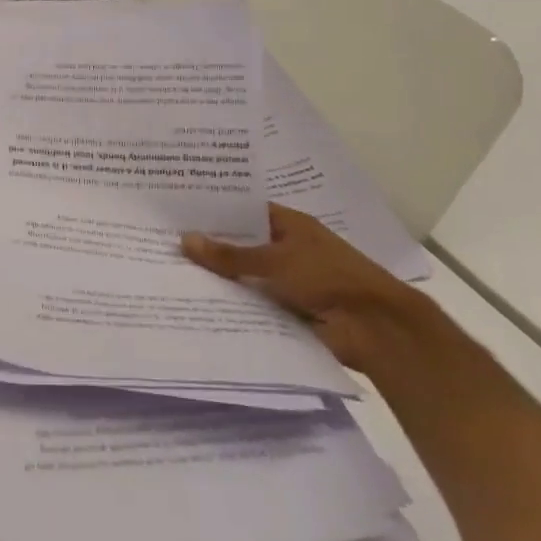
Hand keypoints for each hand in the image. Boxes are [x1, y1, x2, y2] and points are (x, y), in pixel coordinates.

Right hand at [181, 203, 437, 373]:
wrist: (374, 328)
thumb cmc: (328, 278)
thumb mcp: (275, 261)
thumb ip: (230, 254)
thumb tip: (185, 239)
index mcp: (292, 226)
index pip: (246, 212)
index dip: (216, 211)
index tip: (179, 212)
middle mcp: (289, 249)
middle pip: (242, 245)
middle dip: (211, 246)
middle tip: (166, 242)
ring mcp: (288, 280)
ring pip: (245, 275)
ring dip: (220, 278)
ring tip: (171, 272)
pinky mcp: (287, 309)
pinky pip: (252, 302)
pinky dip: (233, 303)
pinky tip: (197, 302)